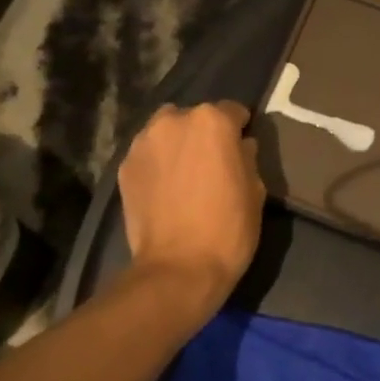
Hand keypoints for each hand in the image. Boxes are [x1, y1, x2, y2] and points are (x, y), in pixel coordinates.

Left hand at [117, 101, 264, 312]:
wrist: (178, 269)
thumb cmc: (228, 228)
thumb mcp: (255, 190)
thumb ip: (247, 157)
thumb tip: (241, 145)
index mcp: (212, 121)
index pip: (232, 111)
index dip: (239, 129)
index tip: (241, 148)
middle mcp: (174, 120)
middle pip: (194, 117)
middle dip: (203, 134)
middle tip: (211, 163)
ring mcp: (143, 142)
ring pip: (166, 132)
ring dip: (176, 145)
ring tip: (183, 175)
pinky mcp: (124, 166)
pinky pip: (147, 155)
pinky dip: (157, 164)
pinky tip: (164, 189)